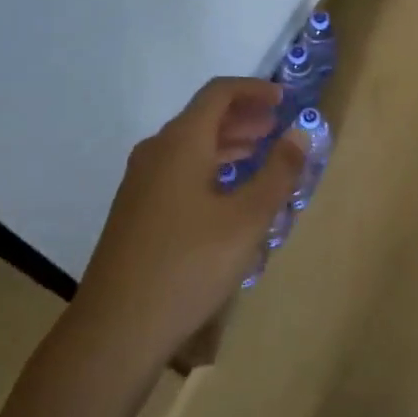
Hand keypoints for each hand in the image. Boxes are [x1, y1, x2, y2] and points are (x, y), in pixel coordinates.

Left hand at [75, 78, 305, 360]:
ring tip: (259, 155)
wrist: (117, 327)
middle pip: (202, 118)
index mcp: (180, 143)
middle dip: (243, 117)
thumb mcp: (247, 219)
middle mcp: (156, 152)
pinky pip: (178, 171)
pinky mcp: (136, 211)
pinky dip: (209, 168)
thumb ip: (278, 173)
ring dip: (227, 144)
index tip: (285, 99)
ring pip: (189, 147)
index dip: (254, 89)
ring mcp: (140, 183)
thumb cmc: (189, 265)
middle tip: (276, 126)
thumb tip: (300, 133)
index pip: (218, 94)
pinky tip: (227, 194)